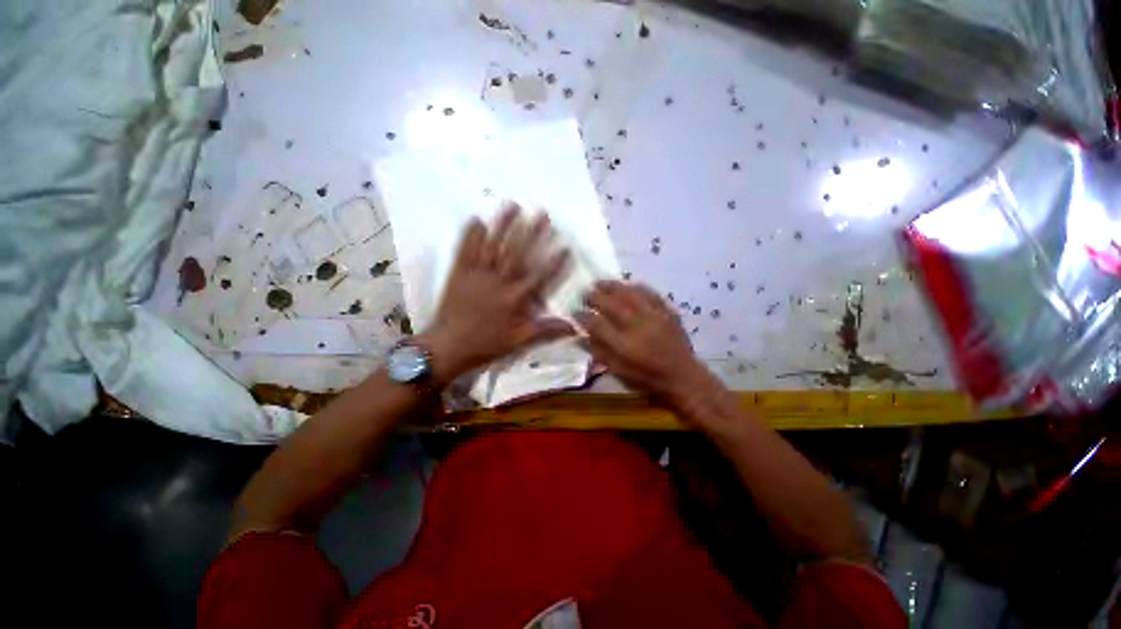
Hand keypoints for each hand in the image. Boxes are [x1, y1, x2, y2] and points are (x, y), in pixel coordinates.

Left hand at [420, 204, 574, 384]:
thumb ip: (545, 331)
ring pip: (493, 246)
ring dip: (504, 225)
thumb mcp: (518, 342)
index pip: (539, 276)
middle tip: (542, 213)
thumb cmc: (485, 345)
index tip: (566, 246)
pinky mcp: (459, 273)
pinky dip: (471, 235)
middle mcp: (498, 281)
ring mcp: (477, 274)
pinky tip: (477, 220)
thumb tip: (574, 327)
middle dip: (532, 232)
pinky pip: (466, 251)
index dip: (555, 262)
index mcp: (514, 298)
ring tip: (513, 206)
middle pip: (518, 253)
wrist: (447, 346)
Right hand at [576, 280, 714, 406]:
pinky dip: (637, 287)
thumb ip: (598, 352)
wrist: (682, 377)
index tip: (575, 312)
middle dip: (594, 296)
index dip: (582, 316)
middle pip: (611, 304)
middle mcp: (637, 326)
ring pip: (629, 293)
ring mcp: (654, 316)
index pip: (596, 323)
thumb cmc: (647, 378)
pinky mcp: (667, 312)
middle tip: (585, 293)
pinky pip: (650, 293)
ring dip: (612, 286)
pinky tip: (629, 285)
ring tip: (601, 283)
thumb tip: (580, 336)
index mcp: (623, 345)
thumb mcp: (618, 371)